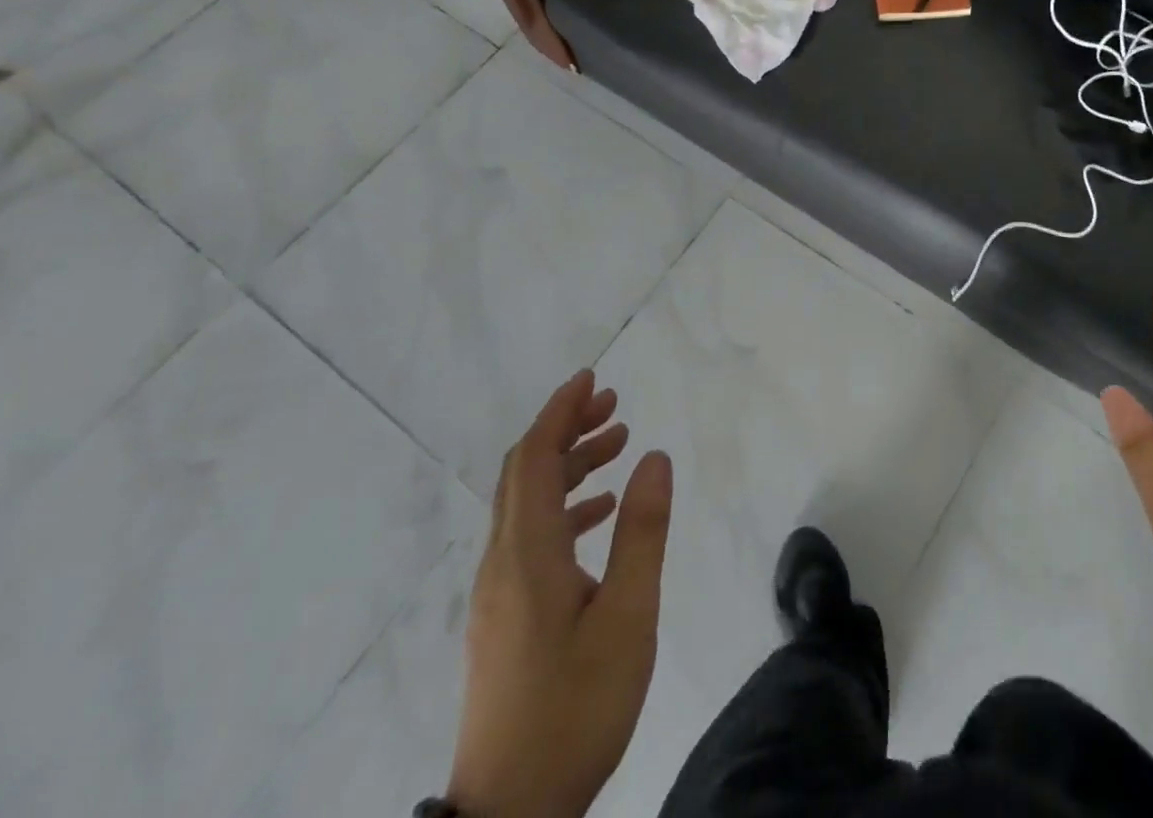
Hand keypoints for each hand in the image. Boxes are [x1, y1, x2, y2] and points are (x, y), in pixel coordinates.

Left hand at [448, 370, 672, 817]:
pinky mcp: (504, 618)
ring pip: (526, 503)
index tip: (591, 379)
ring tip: (616, 446)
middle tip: (612, 404)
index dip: (560, 412)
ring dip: (567, 466)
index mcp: (528, 554)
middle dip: (565, 428)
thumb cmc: (575, 708)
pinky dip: (563, 506)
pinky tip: (599, 514)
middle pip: (524, 472)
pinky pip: (529, 536)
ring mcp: (498, 593)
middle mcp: (503, 562)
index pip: (534, 458)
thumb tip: (654, 457)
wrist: (509, 815)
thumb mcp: (628, 617)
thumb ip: (642, 532)